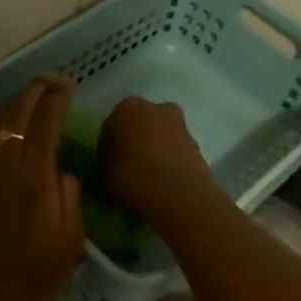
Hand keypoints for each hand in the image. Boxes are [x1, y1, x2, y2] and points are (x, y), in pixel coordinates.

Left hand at [0, 78, 85, 300]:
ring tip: (23, 102)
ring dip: (8, 106)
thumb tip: (58, 168)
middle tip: (48, 83)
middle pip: (15, 112)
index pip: (46, 119)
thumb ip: (69, 192)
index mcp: (34, 174)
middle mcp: (1, 162)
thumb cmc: (35, 274)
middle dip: (33, 91)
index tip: (66, 83)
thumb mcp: (72, 236)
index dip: (57, 96)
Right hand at [98, 97, 216, 226]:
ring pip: (162, 135)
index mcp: (127, 108)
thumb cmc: (129, 176)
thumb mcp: (102, 170)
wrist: (175, 192)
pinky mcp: (198, 144)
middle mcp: (156, 108)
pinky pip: (176, 151)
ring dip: (157, 149)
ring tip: (150, 176)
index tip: (111, 161)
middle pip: (142, 123)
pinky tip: (165, 180)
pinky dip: (171, 161)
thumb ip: (107, 156)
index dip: (111, 142)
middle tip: (131, 164)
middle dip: (138, 139)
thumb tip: (113, 156)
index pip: (113, 123)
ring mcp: (180, 125)